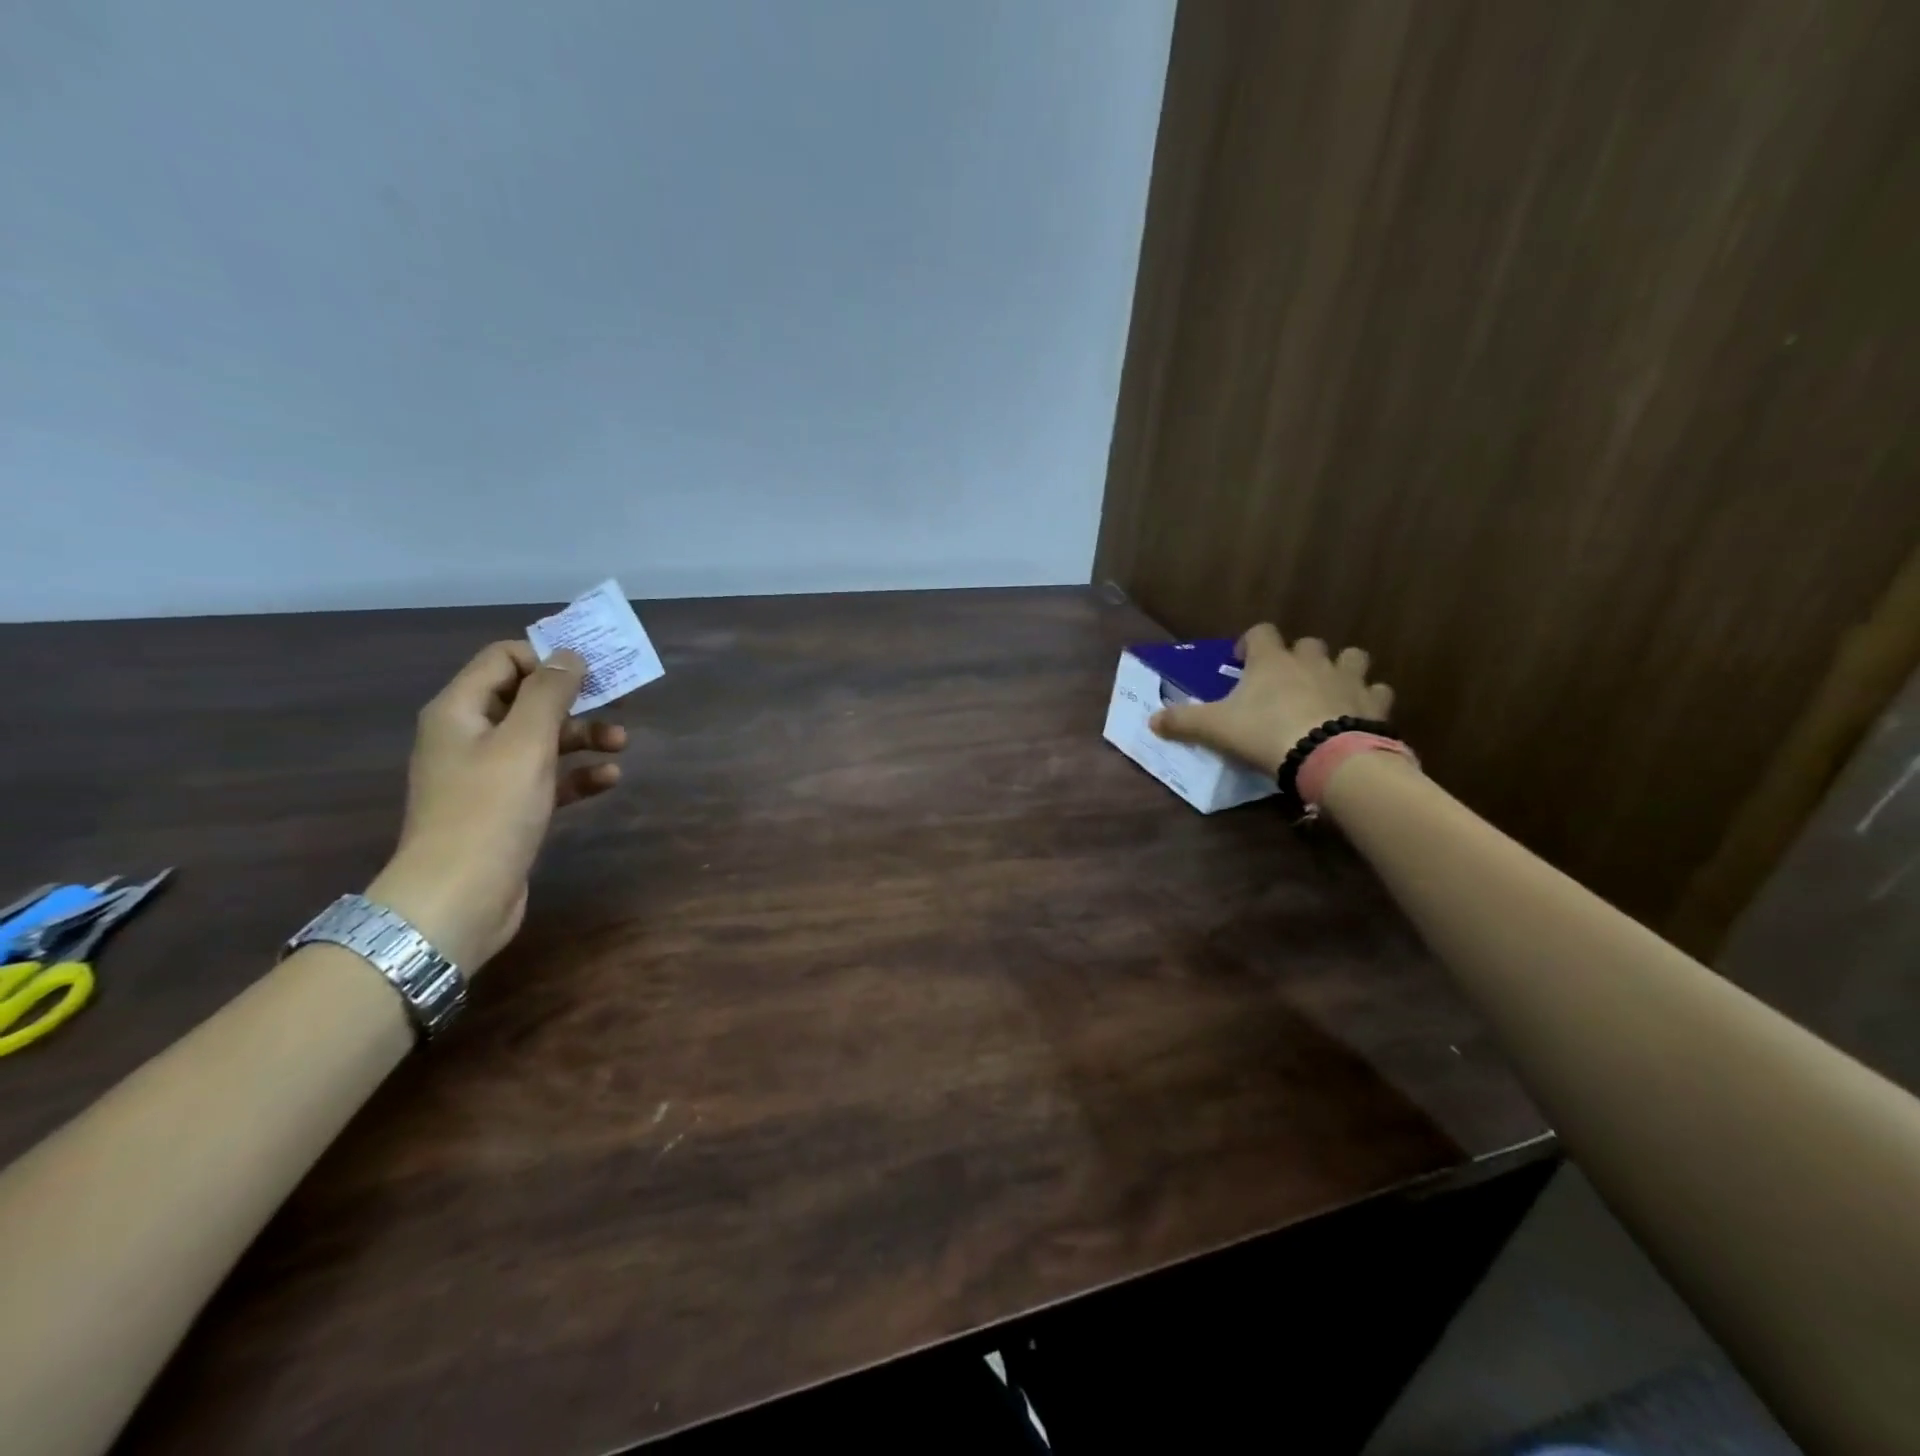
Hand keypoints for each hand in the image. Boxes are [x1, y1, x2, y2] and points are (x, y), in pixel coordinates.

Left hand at [366, 642, 627, 972]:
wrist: (457, 898)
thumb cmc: (489, 810)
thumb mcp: (525, 743)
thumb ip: (549, 694)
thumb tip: (569, 655)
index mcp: (460, 711)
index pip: (503, 659)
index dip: (547, 657)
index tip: (592, 667)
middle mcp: (469, 736)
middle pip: (527, 699)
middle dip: (575, 698)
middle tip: (620, 699)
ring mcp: (487, 775)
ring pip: (542, 739)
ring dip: (583, 736)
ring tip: (621, 744)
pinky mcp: (507, 809)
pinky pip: (548, 778)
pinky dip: (577, 774)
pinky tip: (609, 779)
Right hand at [1149, 624, 1393, 775]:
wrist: (1327, 756)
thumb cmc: (1265, 733)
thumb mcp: (1215, 729)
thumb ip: (1182, 722)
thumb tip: (1150, 720)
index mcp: (1271, 661)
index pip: (1260, 633)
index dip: (1249, 642)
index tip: (1240, 660)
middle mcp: (1311, 661)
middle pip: (1308, 643)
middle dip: (1297, 656)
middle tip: (1284, 682)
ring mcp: (1347, 679)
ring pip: (1351, 657)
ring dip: (1340, 668)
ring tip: (1328, 689)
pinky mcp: (1374, 703)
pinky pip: (1377, 691)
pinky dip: (1369, 699)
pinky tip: (1359, 713)